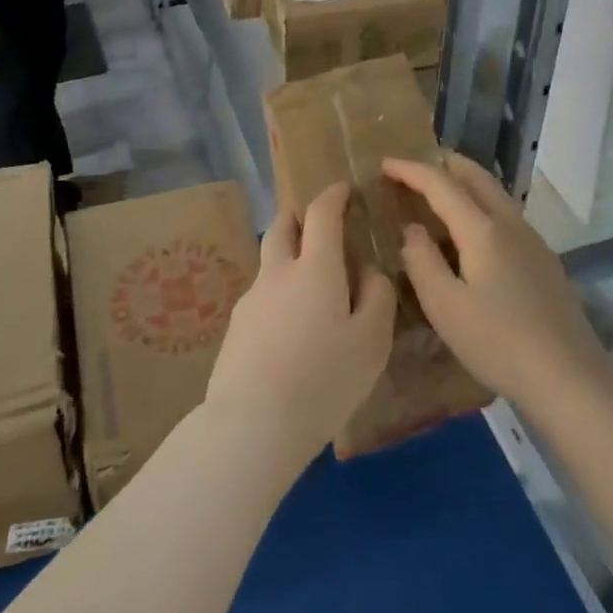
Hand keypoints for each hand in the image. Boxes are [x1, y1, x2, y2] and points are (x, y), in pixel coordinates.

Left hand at [204, 182, 396, 471]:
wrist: (252, 424)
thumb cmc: (323, 380)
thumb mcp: (371, 342)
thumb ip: (376, 297)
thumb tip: (368, 272)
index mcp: (314, 267)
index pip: (321, 213)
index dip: (333, 195)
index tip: (344, 189)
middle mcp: (277, 272)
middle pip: (282, 226)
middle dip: (299, 216)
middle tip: (319, 224)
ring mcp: (251, 299)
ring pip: (270, 262)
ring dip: (288, 257)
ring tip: (310, 287)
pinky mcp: (235, 327)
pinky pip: (262, 296)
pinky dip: (278, 294)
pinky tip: (290, 329)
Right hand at [382, 154, 607, 408]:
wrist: (570, 378)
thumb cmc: (499, 342)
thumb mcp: (445, 306)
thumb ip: (421, 261)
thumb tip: (412, 229)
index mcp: (482, 229)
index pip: (440, 184)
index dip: (410, 169)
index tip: (384, 163)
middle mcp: (510, 223)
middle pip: (475, 176)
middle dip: (443, 164)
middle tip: (414, 167)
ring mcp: (532, 240)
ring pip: (494, 193)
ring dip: (464, 182)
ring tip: (440, 192)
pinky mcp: (544, 260)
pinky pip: (505, 214)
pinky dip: (481, 204)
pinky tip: (473, 231)